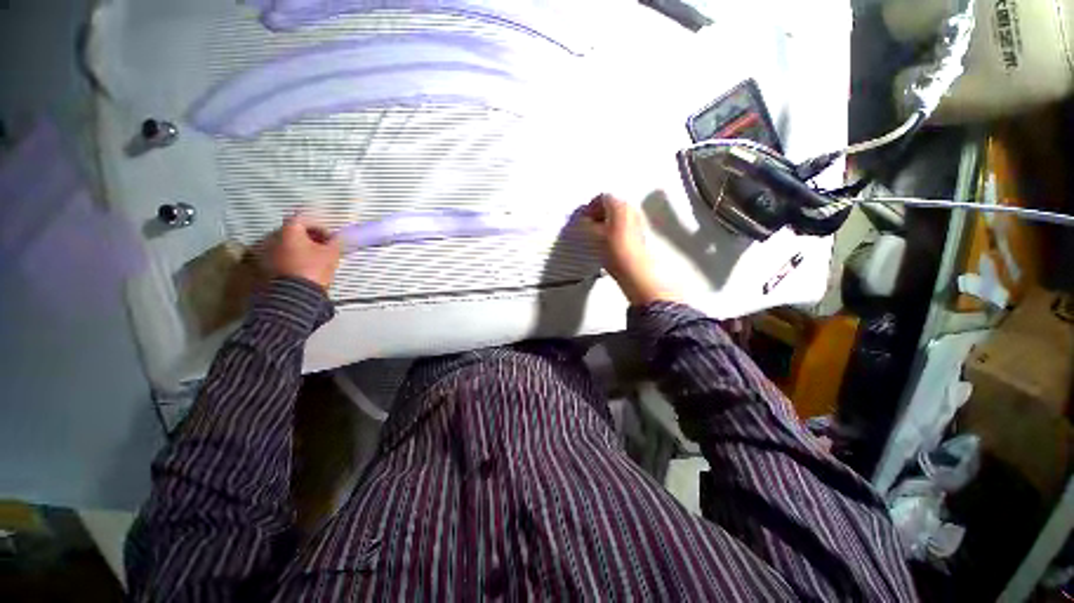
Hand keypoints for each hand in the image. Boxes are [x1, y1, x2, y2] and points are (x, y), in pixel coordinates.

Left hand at [266, 214, 341, 290]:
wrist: (296, 293)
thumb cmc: (314, 268)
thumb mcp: (331, 254)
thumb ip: (336, 242)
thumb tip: (340, 237)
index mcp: (290, 231)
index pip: (303, 218)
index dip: (319, 226)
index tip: (330, 237)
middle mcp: (276, 237)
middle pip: (295, 231)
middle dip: (311, 237)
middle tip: (325, 246)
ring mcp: (270, 251)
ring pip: (289, 243)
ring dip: (303, 247)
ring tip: (317, 258)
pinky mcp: (270, 265)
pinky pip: (285, 255)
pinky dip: (296, 257)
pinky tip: (307, 266)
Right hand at [579, 194, 680, 305]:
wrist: (635, 270)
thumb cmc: (613, 250)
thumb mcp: (594, 236)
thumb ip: (587, 224)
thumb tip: (584, 220)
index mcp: (619, 205)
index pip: (601, 198)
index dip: (589, 207)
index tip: (582, 218)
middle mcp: (631, 207)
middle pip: (611, 204)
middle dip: (598, 212)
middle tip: (588, 225)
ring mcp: (638, 219)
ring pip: (618, 214)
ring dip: (606, 220)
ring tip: (596, 234)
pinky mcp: (640, 231)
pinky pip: (624, 222)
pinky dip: (614, 226)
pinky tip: (608, 239)